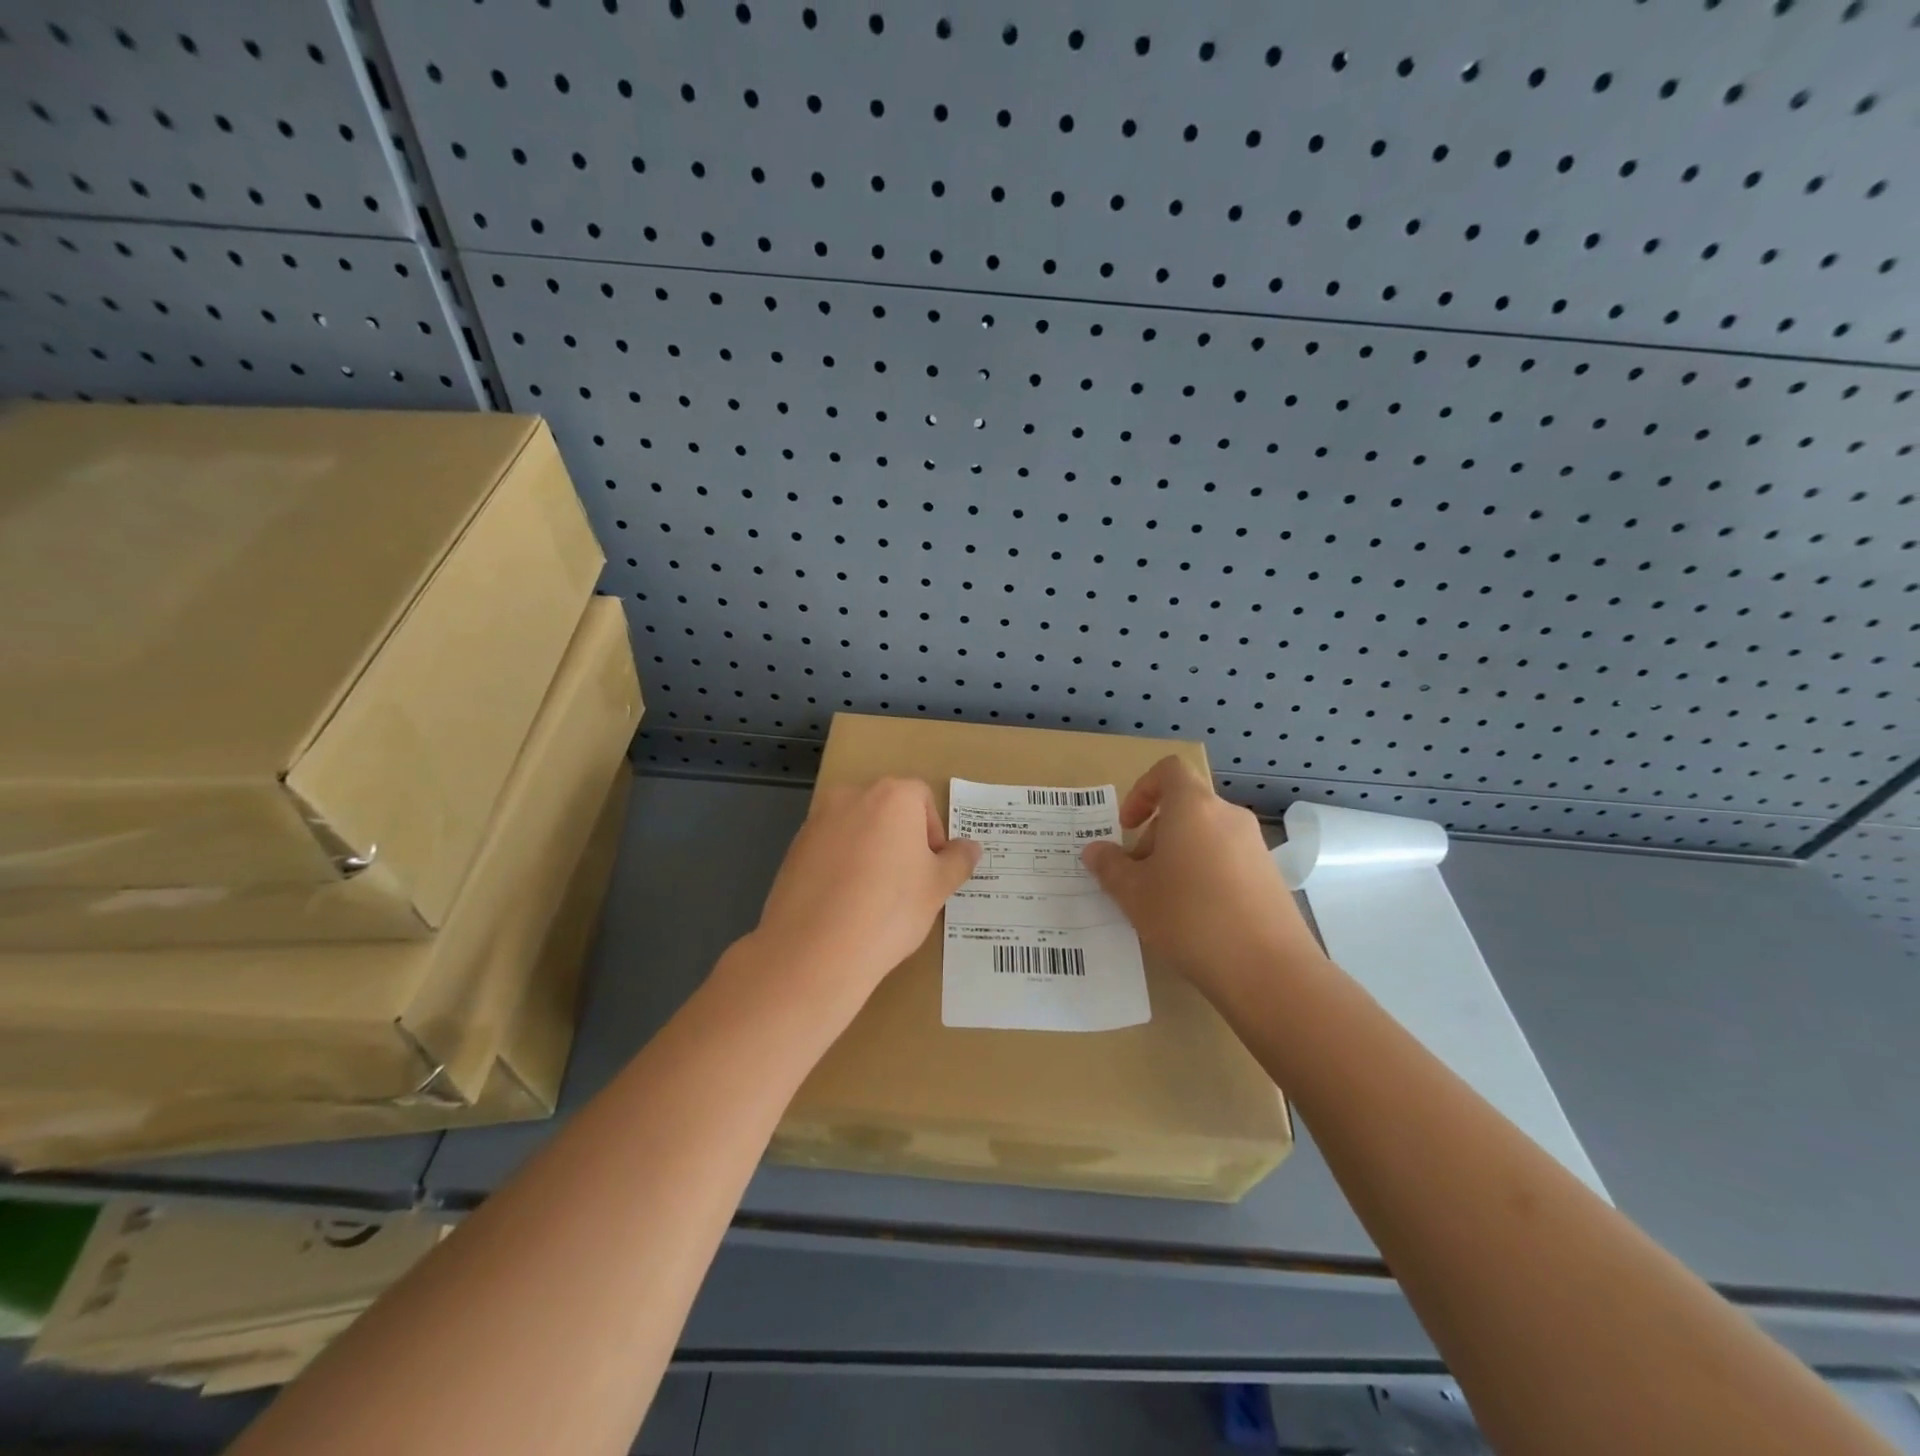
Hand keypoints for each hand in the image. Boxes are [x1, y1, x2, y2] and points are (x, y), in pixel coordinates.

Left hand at [749, 778, 979, 1000]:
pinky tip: (845, 902)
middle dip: (901, 837)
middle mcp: (852, 796)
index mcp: (892, 796)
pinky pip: (829, 847)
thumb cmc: (890, 909)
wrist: (815, 949)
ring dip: (870, 849)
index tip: (932, 868)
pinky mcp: (794, 847)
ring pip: (856, 828)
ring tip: (874, 895)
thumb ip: (958, 860)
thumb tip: (971, 847)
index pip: (922, 797)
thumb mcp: (937, 887)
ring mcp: (817, 820)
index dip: (933, 832)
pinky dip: (842, 864)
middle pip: (887, 808)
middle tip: (908, 881)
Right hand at [1081, 757, 1324, 1005]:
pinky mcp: (1270, 878)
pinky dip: (1205, 876)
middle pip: (1186, 807)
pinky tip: (1195, 919)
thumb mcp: (1133, 893)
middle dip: (1155, 835)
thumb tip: (1095, 851)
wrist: (1267, 969)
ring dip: (1178, 857)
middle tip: (1137, 876)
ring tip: (1163, 902)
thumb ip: (1109, 866)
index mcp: (1193, 807)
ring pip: (1206, 836)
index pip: (1169, 771)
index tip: (1127, 826)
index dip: (1142, 790)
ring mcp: (1255, 847)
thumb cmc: (1189, 917)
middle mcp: (1228, 817)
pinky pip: (1227, 862)